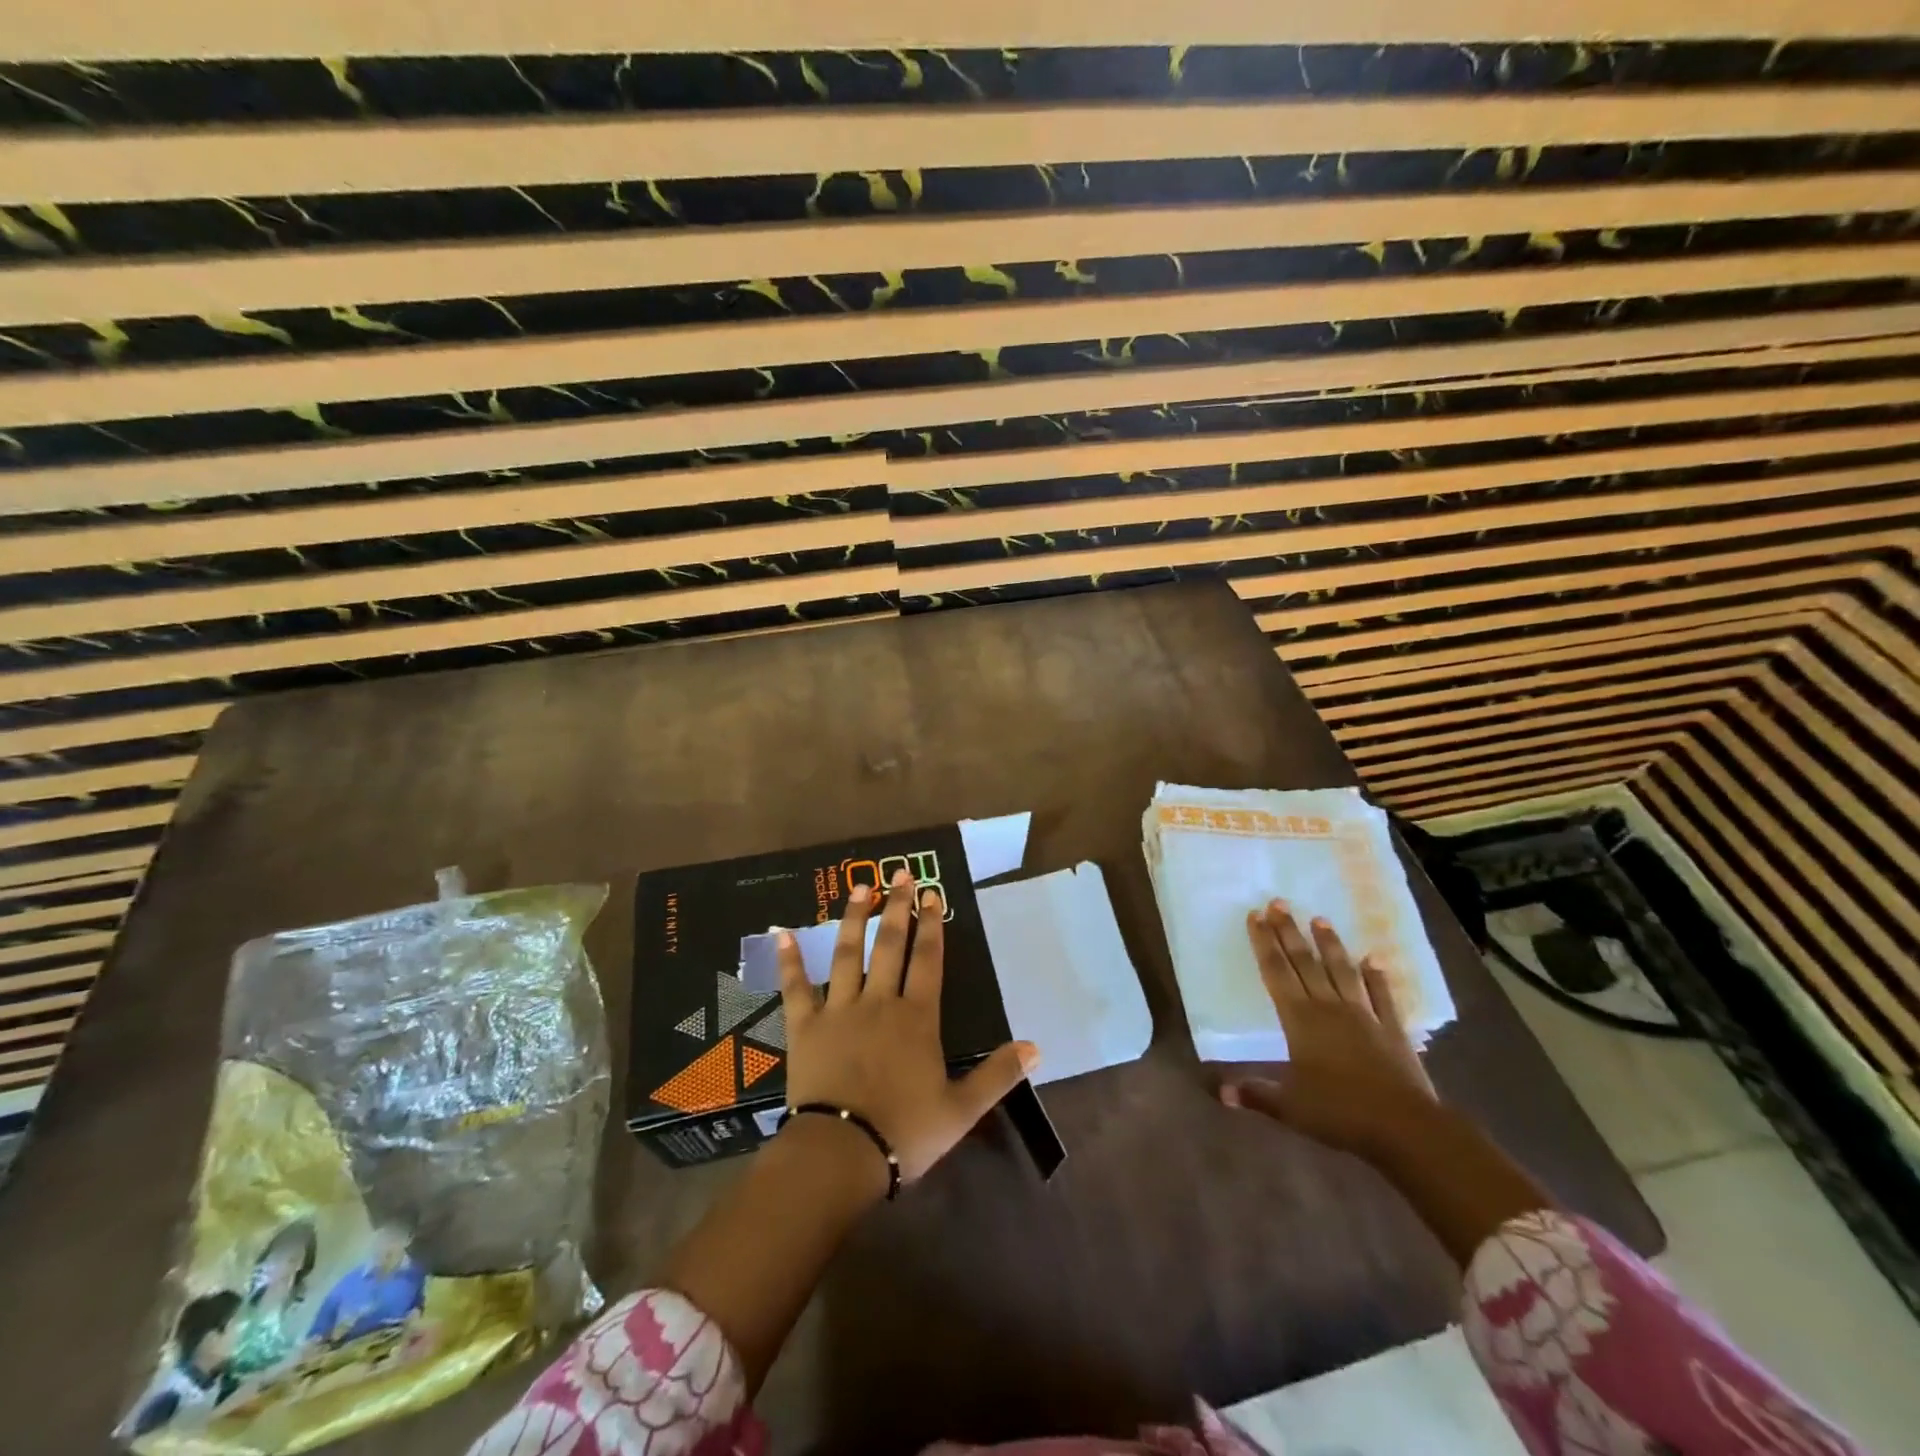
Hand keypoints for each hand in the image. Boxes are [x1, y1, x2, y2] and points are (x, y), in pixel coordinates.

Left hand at [776, 867, 1039, 1182]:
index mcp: (917, 1018)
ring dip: (853, 918)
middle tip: (901, 873)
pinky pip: (795, 987)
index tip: (932, 893)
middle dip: (897, 907)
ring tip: (860, 886)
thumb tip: (1037, 1047)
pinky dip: (789, 959)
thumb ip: (998, 1074)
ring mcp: (839, 1010)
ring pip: (847, 954)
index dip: (932, 925)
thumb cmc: (904, 1132)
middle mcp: (879, 1002)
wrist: (840, 1155)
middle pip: (890, 946)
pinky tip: (782, 932)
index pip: (928, 960)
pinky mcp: (805, 1026)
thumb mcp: (962, 1110)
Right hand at [1219, 899, 1437, 1161]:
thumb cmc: (1340, 1113)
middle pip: (1305, 963)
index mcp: (1300, 1021)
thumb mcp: (1289, 1108)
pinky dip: (1377, 976)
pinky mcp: (1392, 1030)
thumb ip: (1255, 1094)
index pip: (1276, 973)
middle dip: (1289, 932)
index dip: (1264, 943)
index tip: (1256, 915)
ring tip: (1319, 918)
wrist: (1405, 1128)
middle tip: (1278, 902)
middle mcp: (1329, 1008)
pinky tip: (1373, 959)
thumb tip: (1219, 1092)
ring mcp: (1364, 1016)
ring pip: (1341, 971)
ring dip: (1329, 944)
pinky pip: (1382, 996)